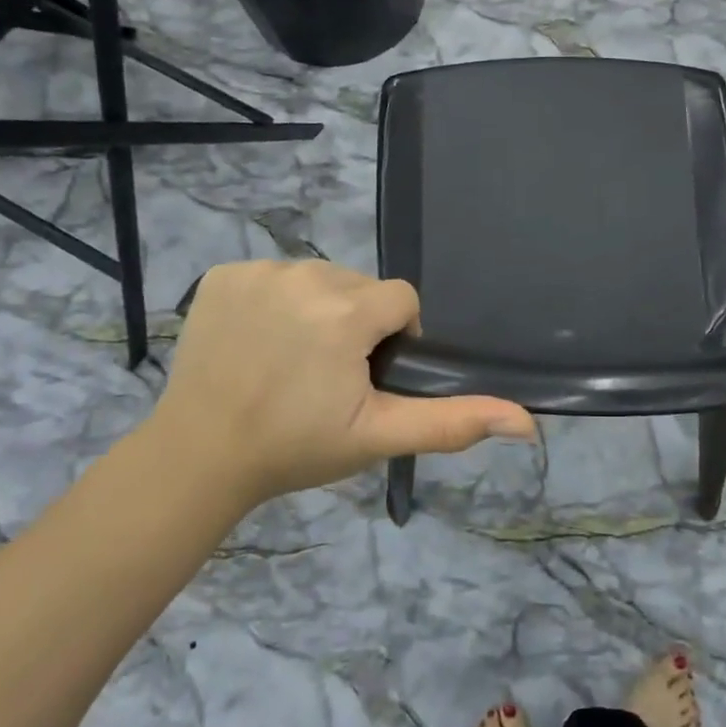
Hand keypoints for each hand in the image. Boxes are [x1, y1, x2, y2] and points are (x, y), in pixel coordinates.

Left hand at [144, 260, 535, 508]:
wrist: (199, 455)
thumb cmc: (295, 447)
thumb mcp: (379, 436)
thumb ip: (453, 422)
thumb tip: (526, 423)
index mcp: (347, 310)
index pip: (400, 300)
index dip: (392, 339)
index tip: (365, 378)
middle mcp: (306, 274)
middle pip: (360, 287)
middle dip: (357, 323)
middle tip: (327, 376)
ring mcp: (259, 271)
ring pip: (318, 278)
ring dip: (318, 310)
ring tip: (291, 360)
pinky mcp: (223, 273)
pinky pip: (273, 276)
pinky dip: (274, 301)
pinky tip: (257, 341)